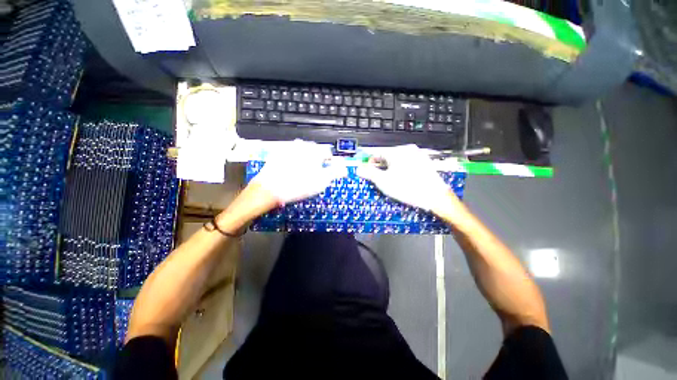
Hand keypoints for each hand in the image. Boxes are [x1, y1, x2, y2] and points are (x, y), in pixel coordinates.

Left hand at [250, 140, 347, 205]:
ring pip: (302, 151)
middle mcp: (302, 146)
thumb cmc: (299, 186)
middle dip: (317, 160)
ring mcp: (288, 148)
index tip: (326, 170)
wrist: (270, 189)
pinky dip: (293, 159)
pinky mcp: (278, 153)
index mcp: (314, 151)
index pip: (327, 152)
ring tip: (302, 172)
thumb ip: (334, 173)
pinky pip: (290, 154)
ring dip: (305, 159)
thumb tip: (344, 168)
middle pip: (315, 151)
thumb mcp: (321, 182)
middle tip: (314, 173)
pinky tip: (291, 169)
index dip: (329, 162)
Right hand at [356, 145, 453, 212]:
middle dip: (381, 167)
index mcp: (396, 152)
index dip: (369, 163)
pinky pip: (408, 163)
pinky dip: (402, 169)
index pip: (376, 154)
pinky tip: (404, 180)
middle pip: (387, 156)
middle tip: (380, 179)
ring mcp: (418, 154)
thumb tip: (359, 169)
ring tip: (393, 181)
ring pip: (398, 160)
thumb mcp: (383, 182)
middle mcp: (407, 149)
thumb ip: (369, 173)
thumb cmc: (407, 188)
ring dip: (391, 168)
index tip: (367, 172)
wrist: (435, 196)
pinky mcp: (425, 161)